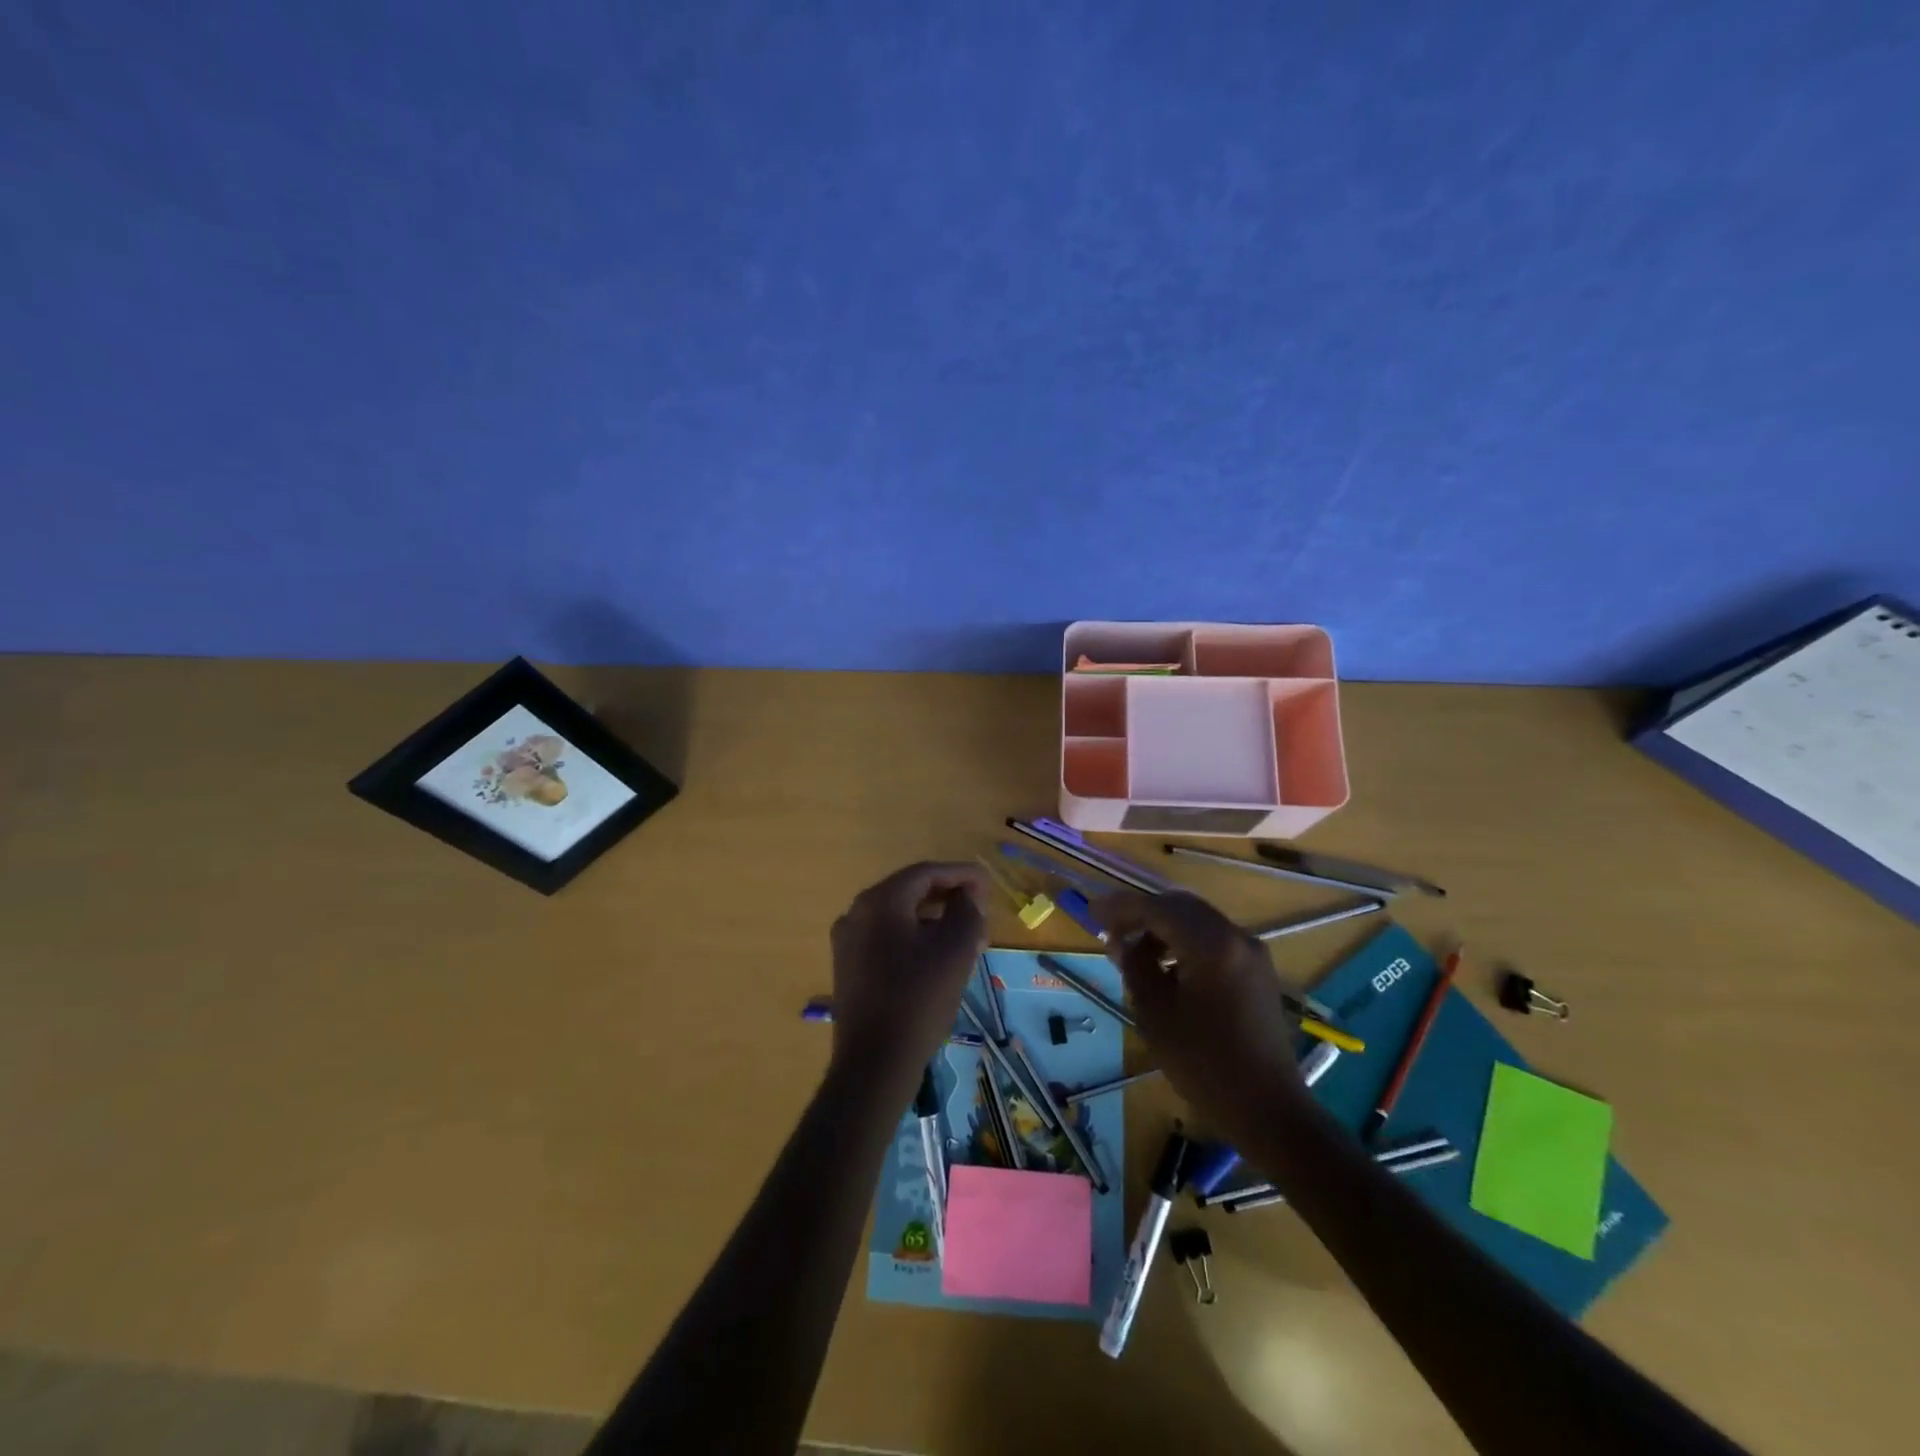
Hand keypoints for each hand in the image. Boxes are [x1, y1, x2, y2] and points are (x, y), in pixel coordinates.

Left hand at [828, 862, 990, 1091]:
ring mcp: (848, 941)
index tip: (988, 883)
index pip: (926, 872)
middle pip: (909, 891)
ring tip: (966, 935)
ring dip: (933, 919)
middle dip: (948, 896)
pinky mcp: (848, 967)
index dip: (961, 874)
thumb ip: (967, 911)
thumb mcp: (955, 950)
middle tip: (979, 908)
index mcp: (879, 901)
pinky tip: (937, 957)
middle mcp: (856, 912)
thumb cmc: (919, 998)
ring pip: (898, 917)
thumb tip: (968, 896)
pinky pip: (886, 939)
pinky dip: (914, 938)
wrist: (874, 1063)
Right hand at [1095, 890, 1306, 1141]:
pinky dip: (1186, 941)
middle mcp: (1236, 936)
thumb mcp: (1155, 1013)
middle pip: (1180, 906)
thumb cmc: (1203, 1063)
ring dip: (1164, 926)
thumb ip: (1135, 966)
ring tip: (1135, 951)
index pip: (1157, 908)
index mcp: (1211, 944)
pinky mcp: (1257, 970)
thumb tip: (1122, 940)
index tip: (1092, 911)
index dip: (1121, 907)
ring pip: (1198, 920)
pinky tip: (1167, 966)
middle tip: (1111, 928)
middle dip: (1143, 912)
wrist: (1267, 1108)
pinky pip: (1214, 938)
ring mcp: (1251, 952)